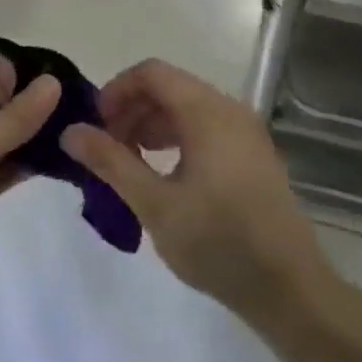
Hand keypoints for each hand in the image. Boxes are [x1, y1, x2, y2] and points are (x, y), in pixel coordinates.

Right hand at [60, 59, 333, 325]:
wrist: (290, 288)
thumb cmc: (218, 242)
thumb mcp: (155, 204)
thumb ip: (111, 162)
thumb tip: (71, 131)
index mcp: (207, 112)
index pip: (152, 73)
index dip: (117, 90)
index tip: (95, 125)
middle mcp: (229, 109)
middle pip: (170, 88)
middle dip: (132, 110)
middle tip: (107, 149)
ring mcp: (246, 132)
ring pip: (188, 108)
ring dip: (152, 125)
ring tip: (130, 162)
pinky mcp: (253, 155)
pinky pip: (207, 128)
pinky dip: (177, 138)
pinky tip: (164, 175)